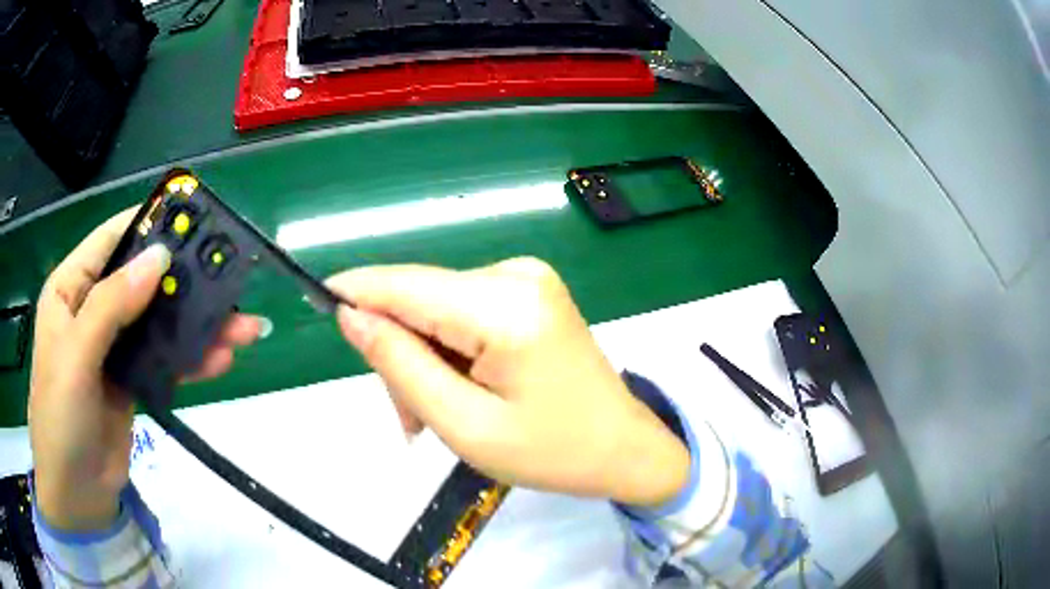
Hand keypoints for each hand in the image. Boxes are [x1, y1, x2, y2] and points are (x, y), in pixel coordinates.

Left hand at [29, 208, 264, 530]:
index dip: (147, 224)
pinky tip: (220, 360)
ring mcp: (113, 348)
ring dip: (198, 325)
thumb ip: (111, 305)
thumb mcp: (76, 356)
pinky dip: (192, 359)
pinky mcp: (132, 381)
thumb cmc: (60, 417)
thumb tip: (159, 256)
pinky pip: (165, 361)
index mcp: (70, 290)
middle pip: (142, 281)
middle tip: (229, 280)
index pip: (110, 241)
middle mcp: (92, 310)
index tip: (191, 219)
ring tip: (243, 329)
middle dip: (183, 281)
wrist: (75, 493)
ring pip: (159, 323)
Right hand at [326, 258, 689, 506]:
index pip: (406, 285)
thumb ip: (401, 366)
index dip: (356, 291)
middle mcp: (515, 275)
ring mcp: (526, 279)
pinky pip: (463, 314)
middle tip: (409, 421)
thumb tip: (351, 315)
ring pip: (436, 310)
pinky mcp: (528, 293)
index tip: (317, 304)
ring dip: (423, 361)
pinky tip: (459, 392)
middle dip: (399, 355)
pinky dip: (448, 353)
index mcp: (506, 308)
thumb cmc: (552, 453)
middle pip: (419, 299)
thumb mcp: (465, 426)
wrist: (623, 448)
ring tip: (436, 418)